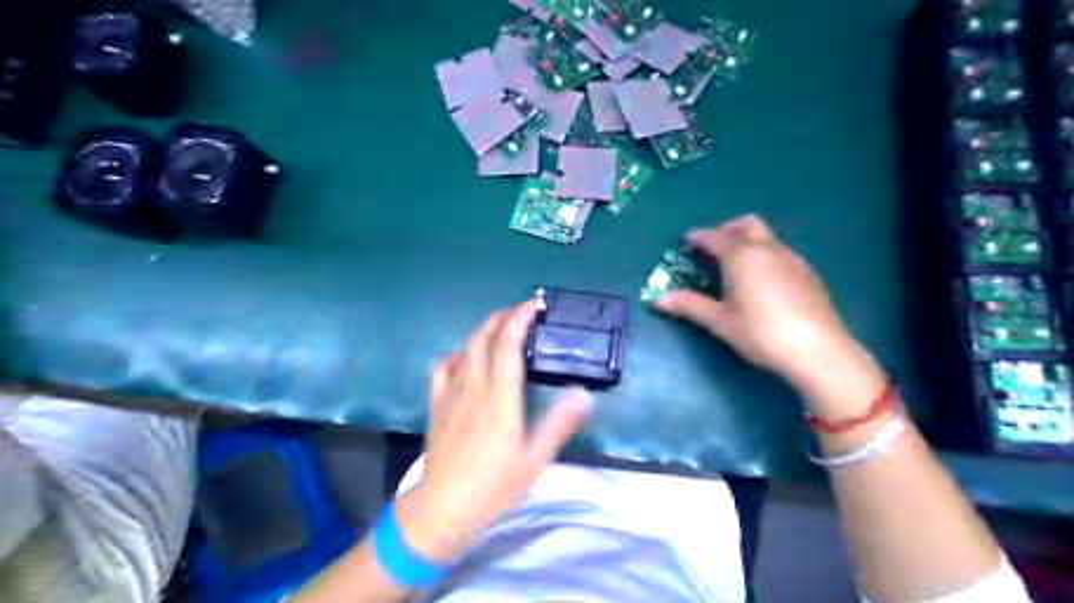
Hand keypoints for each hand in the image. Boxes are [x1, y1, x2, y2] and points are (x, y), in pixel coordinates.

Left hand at [395, 305, 596, 563]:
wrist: (442, 508)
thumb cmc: (493, 487)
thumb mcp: (534, 460)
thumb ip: (558, 424)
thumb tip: (584, 395)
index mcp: (500, 400)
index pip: (507, 346)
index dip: (519, 320)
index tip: (533, 306)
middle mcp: (474, 388)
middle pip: (483, 338)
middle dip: (501, 317)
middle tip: (521, 312)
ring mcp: (451, 394)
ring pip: (464, 348)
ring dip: (483, 330)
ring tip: (500, 327)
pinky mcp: (436, 404)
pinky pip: (442, 367)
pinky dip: (457, 354)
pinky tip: (465, 358)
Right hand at [660, 215, 884, 418]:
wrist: (818, 350)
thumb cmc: (761, 333)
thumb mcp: (720, 321)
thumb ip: (689, 305)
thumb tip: (658, 299)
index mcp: (742, 256)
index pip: (715, 237)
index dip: (698, 237)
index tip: (687, 241)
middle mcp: (767, 249)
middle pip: (746, 225)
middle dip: (727, 229)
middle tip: (714, 246)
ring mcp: (792, 259)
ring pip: (767, 237)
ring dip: (748, 241)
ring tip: (736, 264)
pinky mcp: (808, 273)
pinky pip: (781, 251)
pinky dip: (766, 254)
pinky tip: (764, 280)